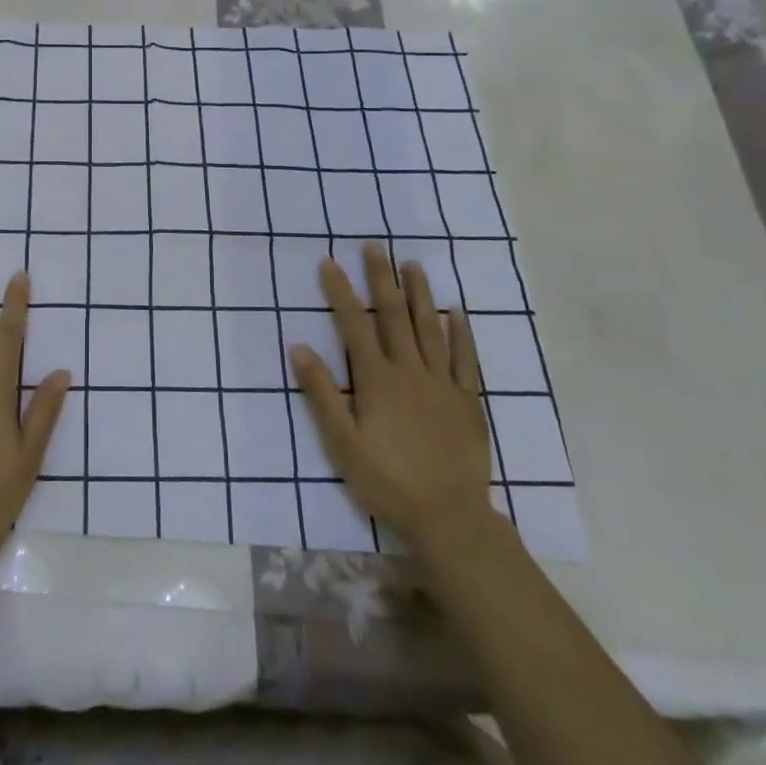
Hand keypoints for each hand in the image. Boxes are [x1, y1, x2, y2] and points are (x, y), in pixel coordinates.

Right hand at [289, 245, 493, 549]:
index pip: (354, 325)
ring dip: (420, 294)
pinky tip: (457, 314)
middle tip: (374, 246)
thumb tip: (298, 346)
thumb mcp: (341, 442)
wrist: (449, 518)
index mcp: (377, 380)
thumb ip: (320, 393)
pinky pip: (465, 359)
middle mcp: (410, 371)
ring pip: (430, 328)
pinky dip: (461, 334)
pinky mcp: (467, 401)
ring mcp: (442, 384)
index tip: (330, 261)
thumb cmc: (386, 481)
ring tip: (412, 265)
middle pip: (393, 316)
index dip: (340, 292)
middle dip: (381, 279)